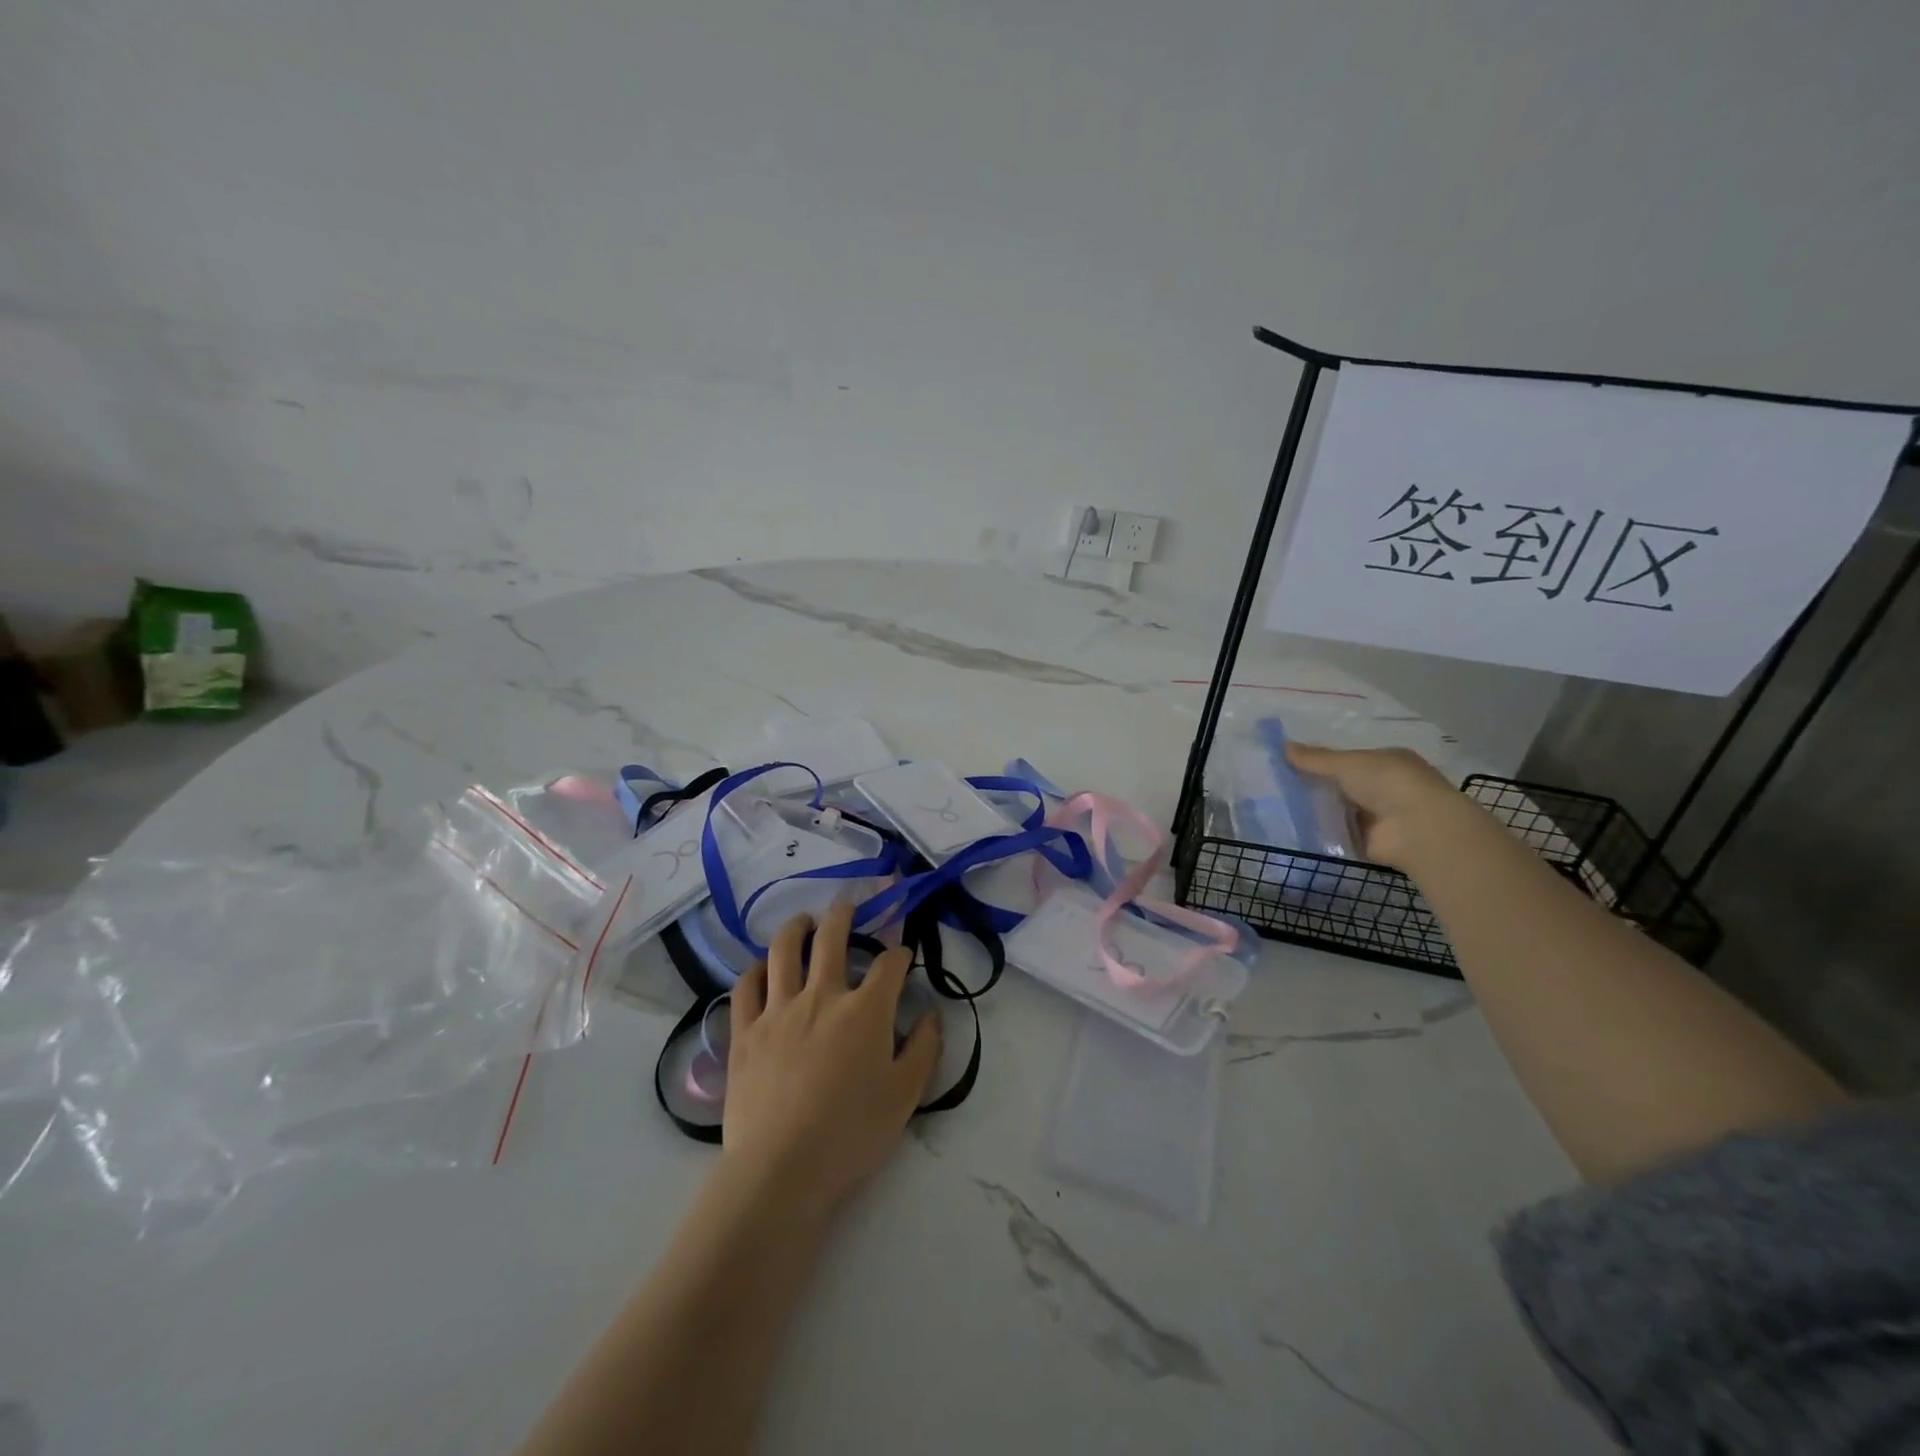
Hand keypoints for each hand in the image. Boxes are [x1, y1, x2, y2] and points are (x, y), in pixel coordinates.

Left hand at [720, 903, 941, 1221]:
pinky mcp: (744, 1031)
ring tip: (803, 922)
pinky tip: (762, 968)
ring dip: (796, 928)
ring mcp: (778, 1010)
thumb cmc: (851, 1133)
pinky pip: (746, 986)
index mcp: (865, 1010)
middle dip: (844, 914)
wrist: (782, 1168)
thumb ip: (924, 1049)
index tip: (902, 955)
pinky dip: (755, 970)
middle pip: (832, 937)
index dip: (899, 953)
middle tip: (847, 906)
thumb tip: (930, 1015)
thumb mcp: (905, 1095)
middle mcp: (822, 996)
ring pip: (784, 950)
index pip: (889, 964)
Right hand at [1284, 742, 1470, 869]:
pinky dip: (1323, 832)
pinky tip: (1295, 829)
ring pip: (1340, 809)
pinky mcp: (1371, 841)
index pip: (1350, 759)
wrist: (1418, 829)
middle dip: (1316, 785)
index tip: (1292, 763)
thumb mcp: (1347, 763)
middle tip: (1278, 785)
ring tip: (1279, 807)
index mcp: (1387, 761)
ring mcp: (1380, 816)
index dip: (1322, 761)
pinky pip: (1340, 833)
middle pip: (1343, 785)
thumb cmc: (1388, 783)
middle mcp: (1386, 787)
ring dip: (1317, 809)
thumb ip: (1315, 759)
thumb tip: (1282, 746)